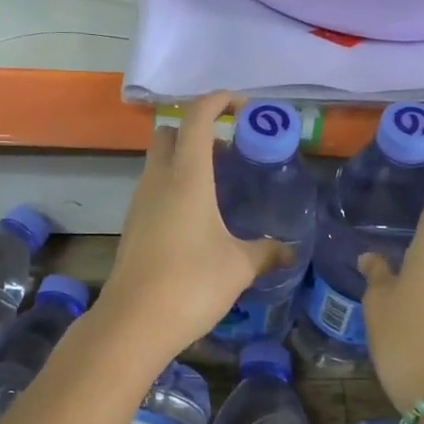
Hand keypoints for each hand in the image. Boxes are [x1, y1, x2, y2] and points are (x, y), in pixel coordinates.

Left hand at [96, 93, 289, 358]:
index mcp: (187, 177)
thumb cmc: (191, 284)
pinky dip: (175, 184)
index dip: (218, 101)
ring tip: (219, 184)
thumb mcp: (239, 266)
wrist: (133, 322)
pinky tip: (198, 216)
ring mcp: (140, 202)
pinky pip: (154, 187)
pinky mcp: (133, 225)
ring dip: (185, 159)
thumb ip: (266, 252)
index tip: (242, 105)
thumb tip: (290, 250)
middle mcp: (158, 180)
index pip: (197, 118)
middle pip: (170, 133)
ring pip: (159, 161)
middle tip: (230, 149)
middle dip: (198, 129)